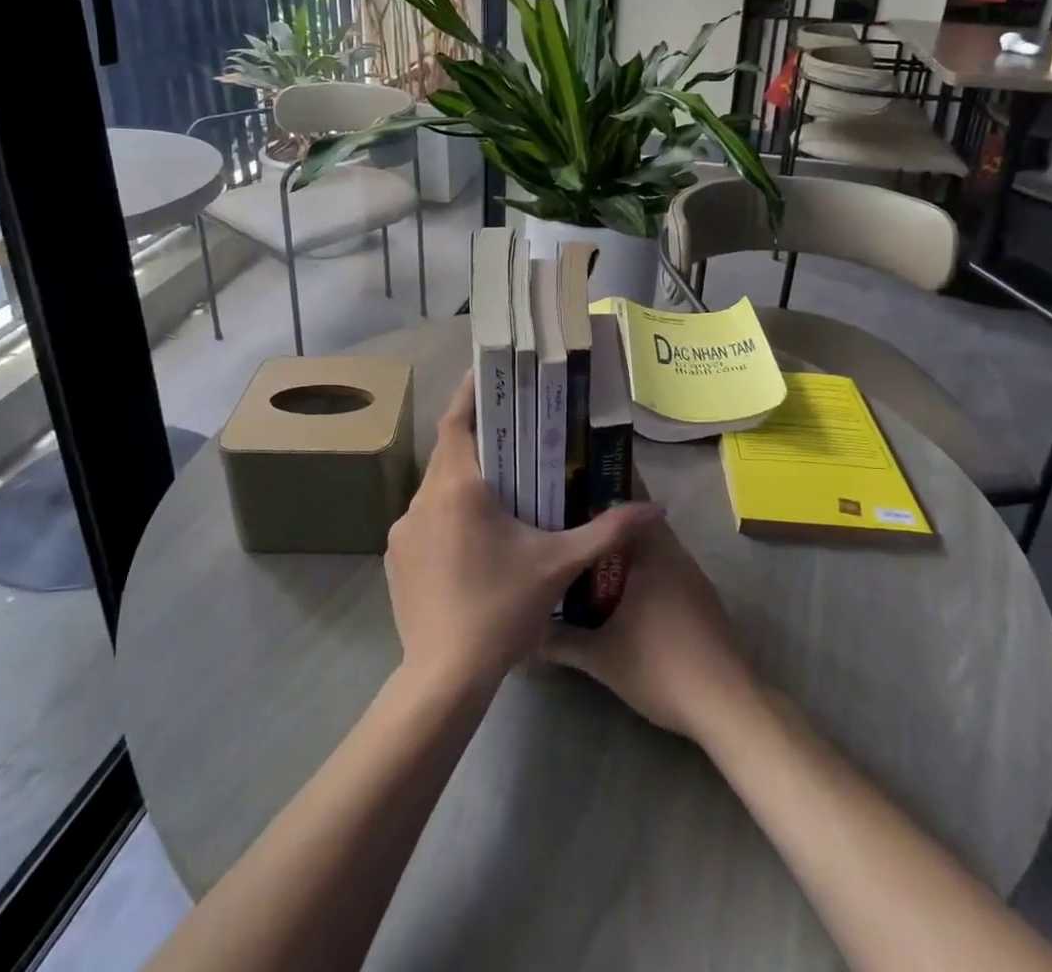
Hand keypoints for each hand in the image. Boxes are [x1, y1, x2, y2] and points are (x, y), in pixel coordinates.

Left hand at [386, 371, 662, 694]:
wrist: (445, 678)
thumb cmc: (502, 609)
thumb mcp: (558, 565)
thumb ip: (606, 531)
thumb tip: (655, 508)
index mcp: (458, 488)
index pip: (456, 422)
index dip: (469, 393)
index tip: (486, 372)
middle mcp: (423, 500)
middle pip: (448, 454)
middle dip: (477, 441)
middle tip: (510, 434)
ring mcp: (403, 531)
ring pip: (435, 489)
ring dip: (462, 483)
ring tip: (498, 490)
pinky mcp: (395, 559)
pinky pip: (423, 521)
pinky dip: (446, 516)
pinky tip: (472, 540)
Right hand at [542, 516, 759, 742]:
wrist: (726, 703)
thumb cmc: (660, 667)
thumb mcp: (601, 657)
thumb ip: (561, 641)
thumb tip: (527, 634)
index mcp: (652, 553)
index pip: (627, 505)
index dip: (600, 497)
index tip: (571, 496)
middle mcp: (675, 555)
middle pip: (640, 526)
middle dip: (609, 528)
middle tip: (574, 532)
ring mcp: (693, 577)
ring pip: (656, 549)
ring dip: (629, 552)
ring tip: (591, 560)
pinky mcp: (703, 600)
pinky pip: (667, 570)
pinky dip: (646, 572)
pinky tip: (625, 595)